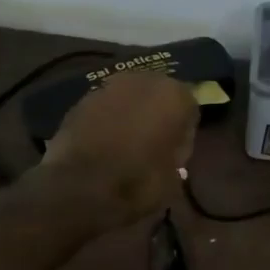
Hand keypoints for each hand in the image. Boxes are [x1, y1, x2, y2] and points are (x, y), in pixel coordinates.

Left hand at [37, 71, 198, 230]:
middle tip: (153, 145)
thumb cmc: (139, 182)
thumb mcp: (175, 177)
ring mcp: (107, 87)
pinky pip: (104, 109)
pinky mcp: (80, 101)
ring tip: (126, 146)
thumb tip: (171, 149)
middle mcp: (142, 81)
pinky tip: (104, 146)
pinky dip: (106, 122)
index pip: (190, 108)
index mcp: (174, 95)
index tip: (177, 151)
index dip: (184, 132)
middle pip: (157, 96)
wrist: (80, 188)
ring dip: (130, 116)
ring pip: (128, 99)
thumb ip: (177, 153)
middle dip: (156, 115)